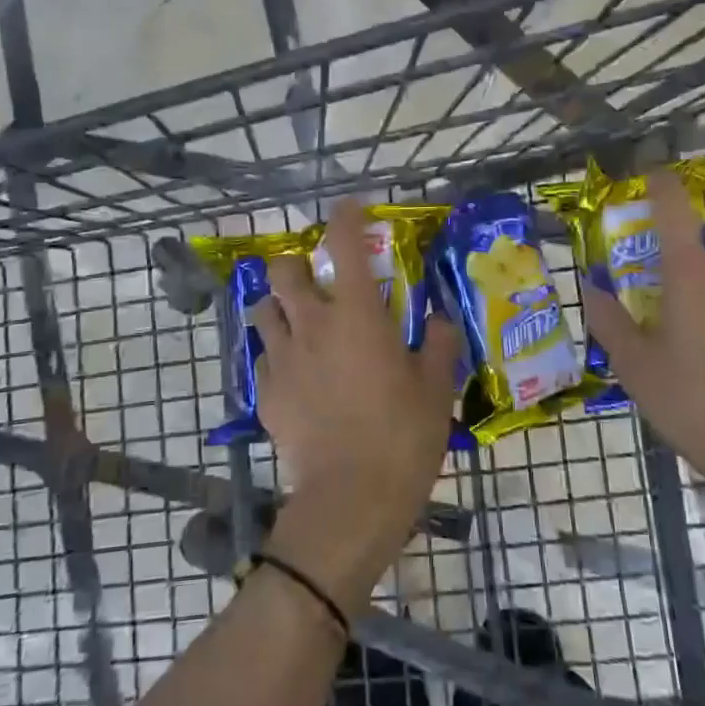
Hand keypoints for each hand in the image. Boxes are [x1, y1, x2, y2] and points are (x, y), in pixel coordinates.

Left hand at [251, 198, 463, 614]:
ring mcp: (283, 358)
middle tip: (314, 279)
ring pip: (262, 310)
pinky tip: (293, 374)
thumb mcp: (436, 387)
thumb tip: (442, 317)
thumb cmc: (402, 435)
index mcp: (357, 315)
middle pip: (283, 271)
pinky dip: (275, 355)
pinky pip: (262, 358)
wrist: (351, 497)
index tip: (349, 208)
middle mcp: (312, 325)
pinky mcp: (266, 393)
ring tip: (296, 322)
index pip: (344, 245)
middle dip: (294, 264)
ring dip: (278, 307)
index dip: (345, 217)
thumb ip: (440, 342)